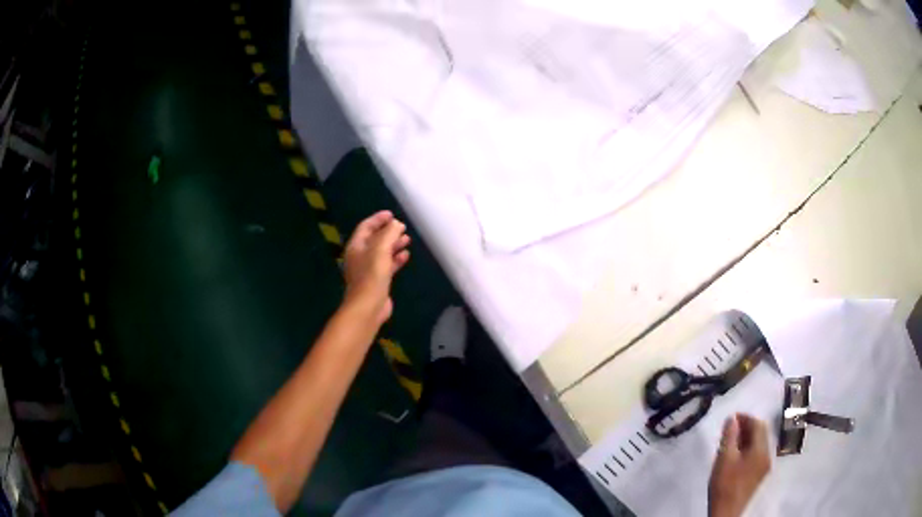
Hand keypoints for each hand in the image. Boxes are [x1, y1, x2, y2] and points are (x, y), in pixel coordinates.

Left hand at [342, 210, 410, 326]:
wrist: (368, 306)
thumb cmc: (372, 274)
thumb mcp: (381, 249)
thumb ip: (389, 233)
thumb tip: (396, 224)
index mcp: (356, 246)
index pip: (366, 227)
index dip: (378, 219)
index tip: (392, 214)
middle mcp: (360, 256)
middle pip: (374, 239)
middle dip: (388, 231)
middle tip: (402, 227)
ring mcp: (368, 269)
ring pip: (382, 252)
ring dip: (394, 244)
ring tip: (407, 239)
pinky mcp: (377, 280)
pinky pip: (387, 265)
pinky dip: (396, 258)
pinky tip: (406, 255)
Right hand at [708, 413, 770, 516]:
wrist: (726, 512)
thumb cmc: (725, 484)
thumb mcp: (724, 458)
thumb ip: (730, 436)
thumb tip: (732, 419)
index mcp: (761, 449)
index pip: (758, 424)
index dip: (745, 418)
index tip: (731, 418)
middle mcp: (767, 455)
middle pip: (761, 433)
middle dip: (747, 427)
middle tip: (730, 429)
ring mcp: (764, 466)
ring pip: (759, 443)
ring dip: (747, 438)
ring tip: (730, 441)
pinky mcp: (759, 474)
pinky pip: (757, 454)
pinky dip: (748, 448)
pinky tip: (735, 455)